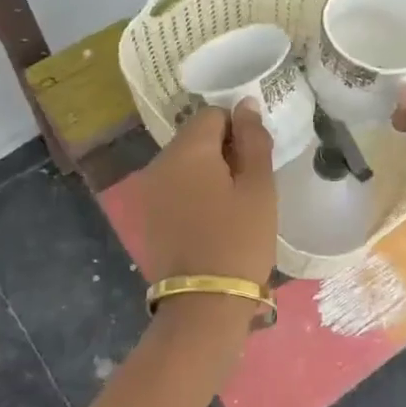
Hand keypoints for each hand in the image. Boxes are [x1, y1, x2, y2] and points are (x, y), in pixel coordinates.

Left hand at [141, 102, 277, 285]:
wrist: (204, 302)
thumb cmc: (240, 240)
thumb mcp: (258, 187)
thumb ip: (253, 139)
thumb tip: (245, 103)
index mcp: (187, 150)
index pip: (213, 114)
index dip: (238, 130)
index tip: (255, 161)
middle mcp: (160, 162)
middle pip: (195, 137)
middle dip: (222, 150)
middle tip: (248, 185)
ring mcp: (149, 190)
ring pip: (184, 163)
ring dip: (208, 172)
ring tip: (232, 205)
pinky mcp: (147, 215)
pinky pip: (174, 187)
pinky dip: (193, 193)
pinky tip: (211, 220)